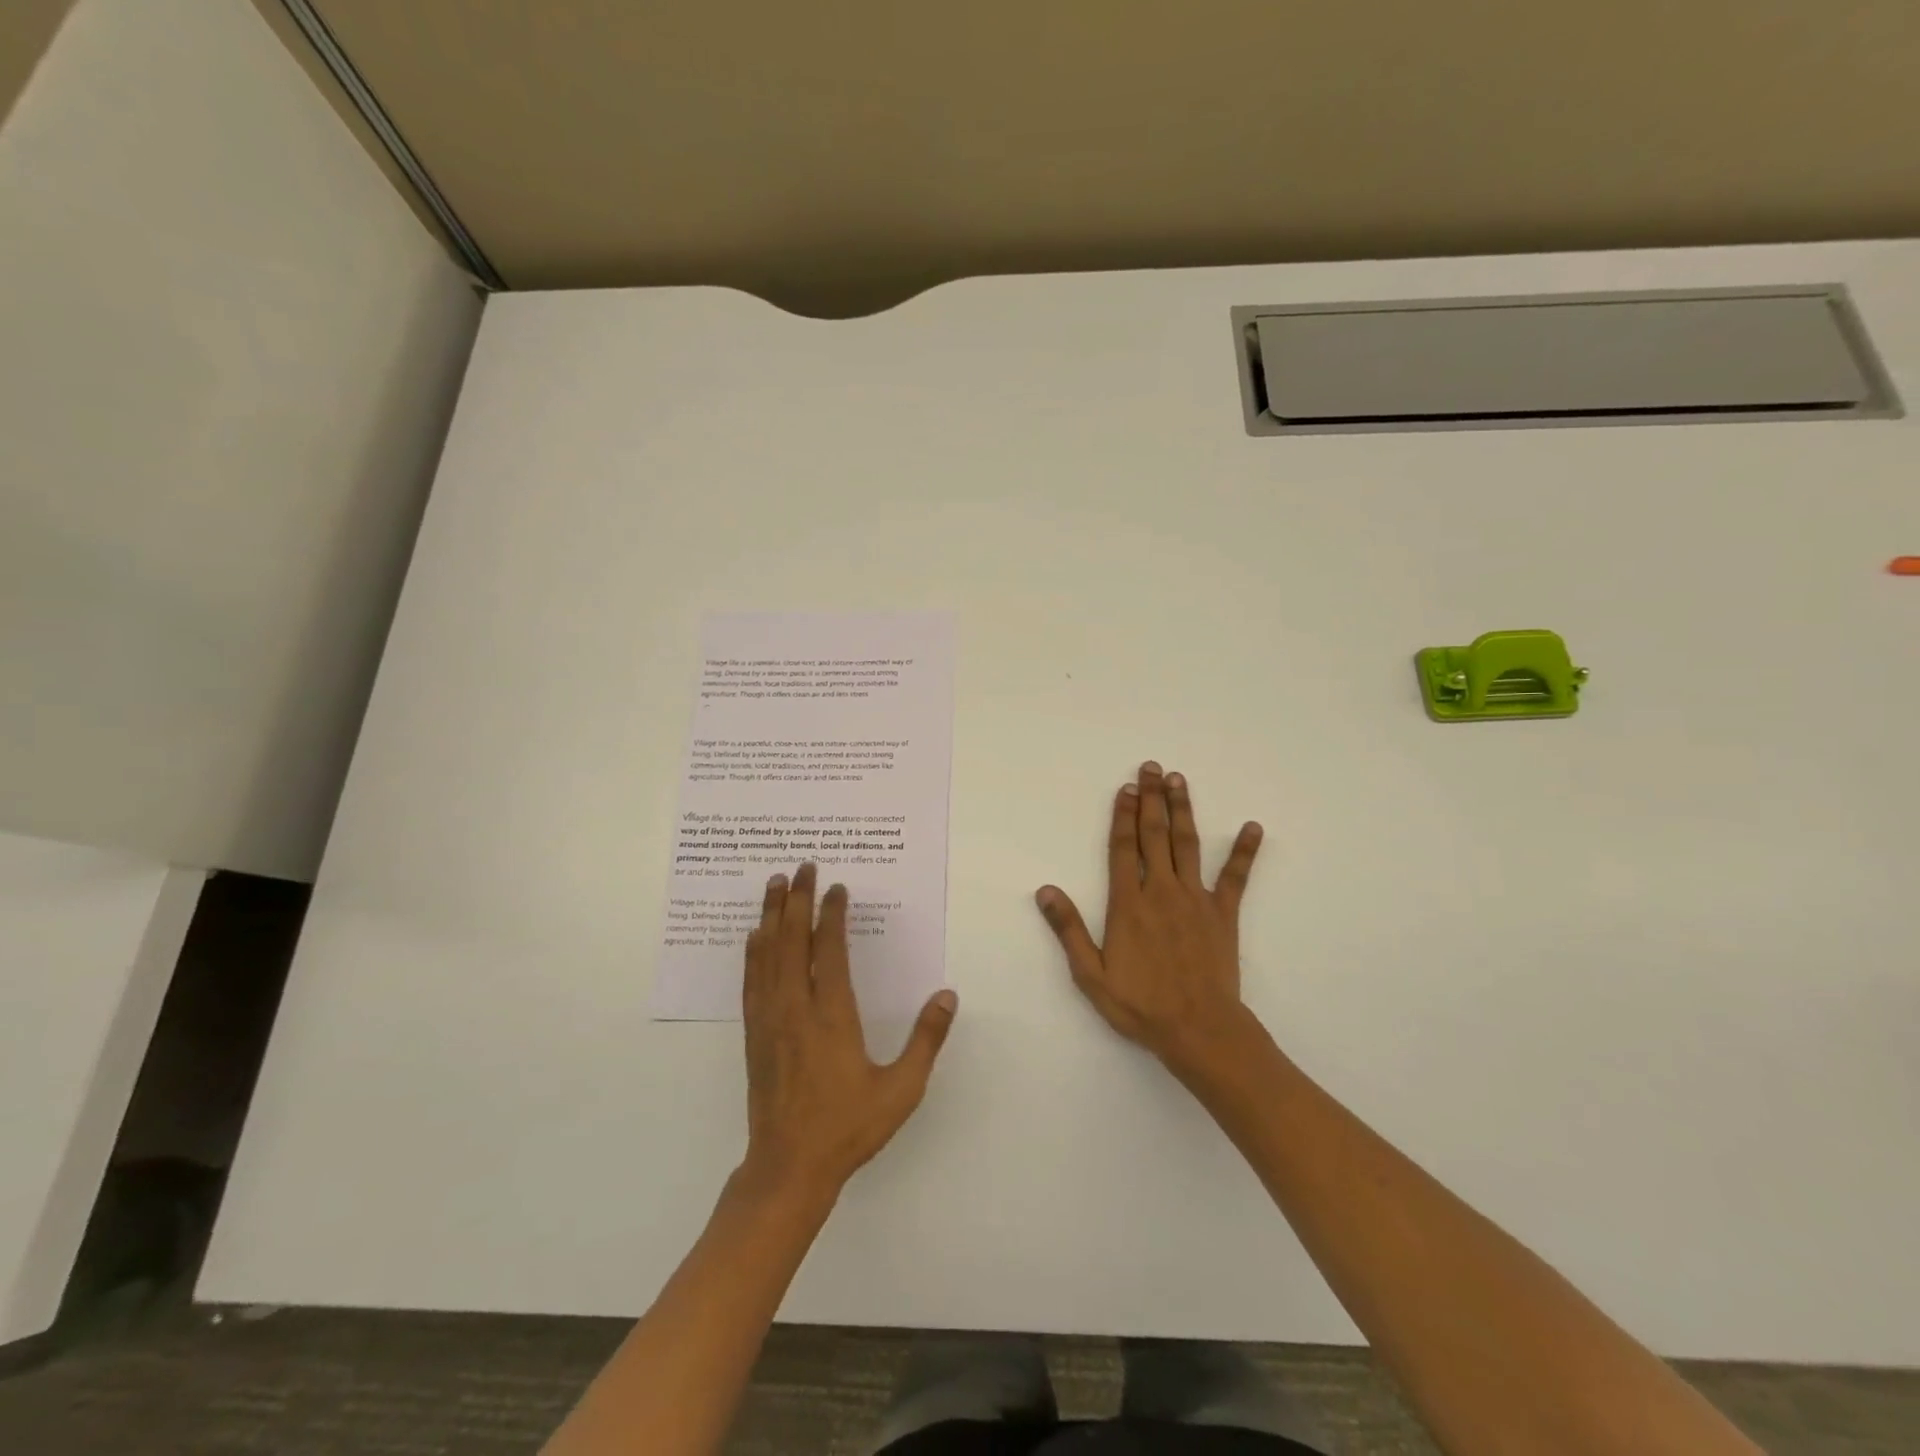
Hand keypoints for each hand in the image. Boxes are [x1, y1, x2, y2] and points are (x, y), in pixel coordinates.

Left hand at [741, 864, 957, 1198]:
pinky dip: (753, 951)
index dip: (832, 915)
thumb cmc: (848, 1128)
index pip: (830, 950)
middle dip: (797, 899)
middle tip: (802, 865)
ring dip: (770, 915)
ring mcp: (770, 1020)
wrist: (789, 1168)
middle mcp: (796, 1009)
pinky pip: (752, 980)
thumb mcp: (901, 1089)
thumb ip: (926, 1040)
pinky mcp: (754, 1034)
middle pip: (792, 941)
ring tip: (774, 883)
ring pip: (767, 954)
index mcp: (832, 1017)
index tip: (836, 887)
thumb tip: (947, 995)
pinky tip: (753, 935)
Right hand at [1035, 761, 1262, 1072]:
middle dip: (1151, 799)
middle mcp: (1161, 891)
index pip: (1123, 849)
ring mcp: (1196, 899)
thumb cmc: (1140, 1005)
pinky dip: (1244, 851)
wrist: (1199, 1030)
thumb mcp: (1090, 975)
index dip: (1123, 816)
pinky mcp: (1223, 913)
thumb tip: (1045, 890)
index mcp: (1128, 904)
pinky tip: (1253, 827)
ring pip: (1187, 845)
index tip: (1125, 788)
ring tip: (1179, 780)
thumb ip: (1069, 930)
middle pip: (1154, 836)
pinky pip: (1236, 877)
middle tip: (1151, 767)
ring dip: (1183, 810)